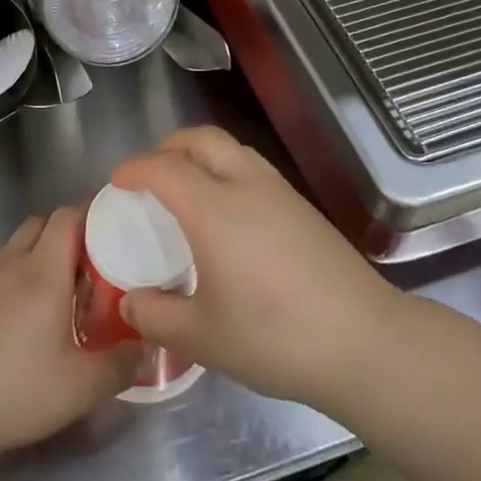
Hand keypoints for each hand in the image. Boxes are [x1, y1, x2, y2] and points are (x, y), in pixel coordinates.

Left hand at [0, 207, 141, 460]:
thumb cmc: (14, 387)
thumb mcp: (80, 387)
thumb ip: (120, 365)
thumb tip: (148, 346)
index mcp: (44, 269)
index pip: (68, 215)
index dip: (94, 215)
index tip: (118, 232)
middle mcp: (13, 263)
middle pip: (43, 223)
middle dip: (71, 234)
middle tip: (97, 266)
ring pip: (19, 246)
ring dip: (43, 255)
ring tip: (66, 292)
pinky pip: (2, 270)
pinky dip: (21, 277)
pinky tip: (31, 317)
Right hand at [110, 128, 399, 411]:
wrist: (364, 342)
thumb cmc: (274, 337)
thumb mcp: (203, 338)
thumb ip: (156, 317)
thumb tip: (130, 303)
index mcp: (213, 208)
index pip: (163, 167)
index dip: (134, 168)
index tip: (116, 182)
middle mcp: (245, 185)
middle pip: (200, 139)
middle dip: (168, 147)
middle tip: (150, 176)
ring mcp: (280, 191)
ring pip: (231, 148)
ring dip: (201, 154)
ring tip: (187, 189)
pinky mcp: (303, 207)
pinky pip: (253, 168)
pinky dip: (227, 171)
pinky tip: (229, 214)